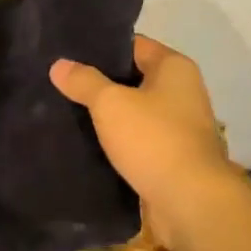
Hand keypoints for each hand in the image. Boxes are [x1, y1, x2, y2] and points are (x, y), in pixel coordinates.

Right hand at [50, 35, 236, 250]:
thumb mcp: (110, 104)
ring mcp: (181, 127)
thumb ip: (84, 81)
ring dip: (110, 116)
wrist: (192, 204)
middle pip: (134, 78)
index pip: (133, 45)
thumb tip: (59, 64)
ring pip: (135, 112)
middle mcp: (183, 91)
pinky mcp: (174, 158)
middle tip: (62, 83)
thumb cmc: (154, 140)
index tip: (69, 54)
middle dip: (101, 83)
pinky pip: (140, 140)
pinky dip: (119, 142)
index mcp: (175, 67)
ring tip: (69, 113)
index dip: (101, 48)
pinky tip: (90, 144)